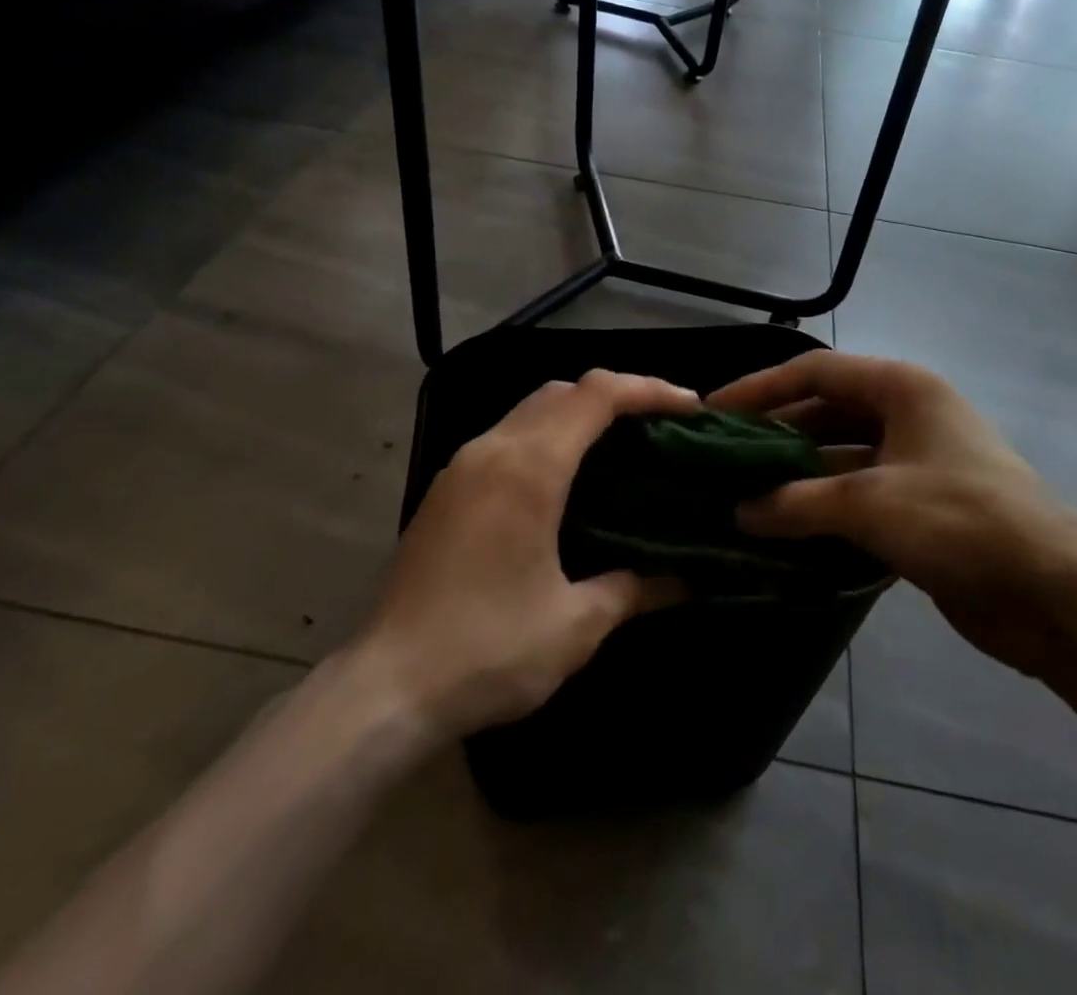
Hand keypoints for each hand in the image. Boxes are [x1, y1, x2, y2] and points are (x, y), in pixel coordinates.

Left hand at [360, 369, 699, 740]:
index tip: (689, 409)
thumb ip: (634, 589)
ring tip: (620, 447)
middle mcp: (492, 449)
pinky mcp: (445, 489)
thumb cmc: (488, 651)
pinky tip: (565, 479)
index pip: (596, 395)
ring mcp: (462, 466)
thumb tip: (683, 581)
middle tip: (659, 427)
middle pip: (562, 390)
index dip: (648, 389)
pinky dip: (546, 436)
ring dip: (577, 413)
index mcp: (529, 468)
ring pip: (529, 409)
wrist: (386, 688)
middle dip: (616, 396)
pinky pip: (506, 436)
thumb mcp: (575, 625)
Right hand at [709, 351, 1076, 680]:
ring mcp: (915, 461)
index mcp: (900, 388)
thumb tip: (739, 511)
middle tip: (723, 458)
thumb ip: (797, 502)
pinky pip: (856, 494)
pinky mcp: (919, 506)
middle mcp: (907, 414)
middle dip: (775, 434)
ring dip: (796, 474)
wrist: (1055, 593)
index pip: (814, 372)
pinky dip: (821, 507)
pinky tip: (783, 528)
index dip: (761, 388)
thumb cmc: (960, 520)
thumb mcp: (868, 504)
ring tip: (742, 493)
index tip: (714, 411)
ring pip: (839, 456)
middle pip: (825, 412)